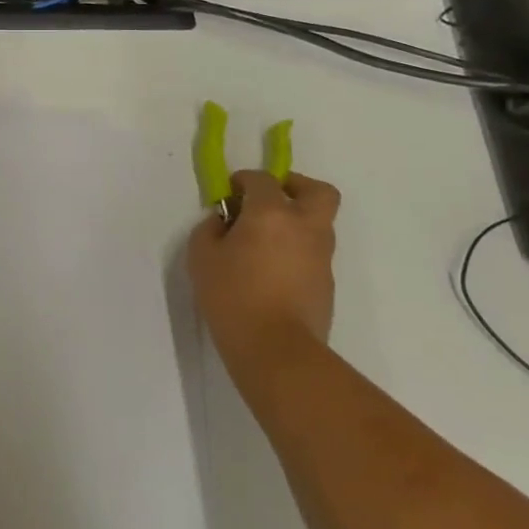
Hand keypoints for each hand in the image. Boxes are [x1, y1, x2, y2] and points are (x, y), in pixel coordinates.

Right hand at [187, 167, 340, 397]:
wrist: (275, 349)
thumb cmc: (232, 296)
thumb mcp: (201, 257)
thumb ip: (210, 229)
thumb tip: (224, 222)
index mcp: (272, 213)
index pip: (263, 179)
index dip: (244, 180)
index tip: (230, 193)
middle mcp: (305, 226)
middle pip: (318, 191)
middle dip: (296, 186)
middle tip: (271, 199)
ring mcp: (321, 256)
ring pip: (319, 223)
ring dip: (297, 221)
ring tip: (265, 241)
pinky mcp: (327, 283)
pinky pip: (314, 253)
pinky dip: (297, 250)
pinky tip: (272, 270)